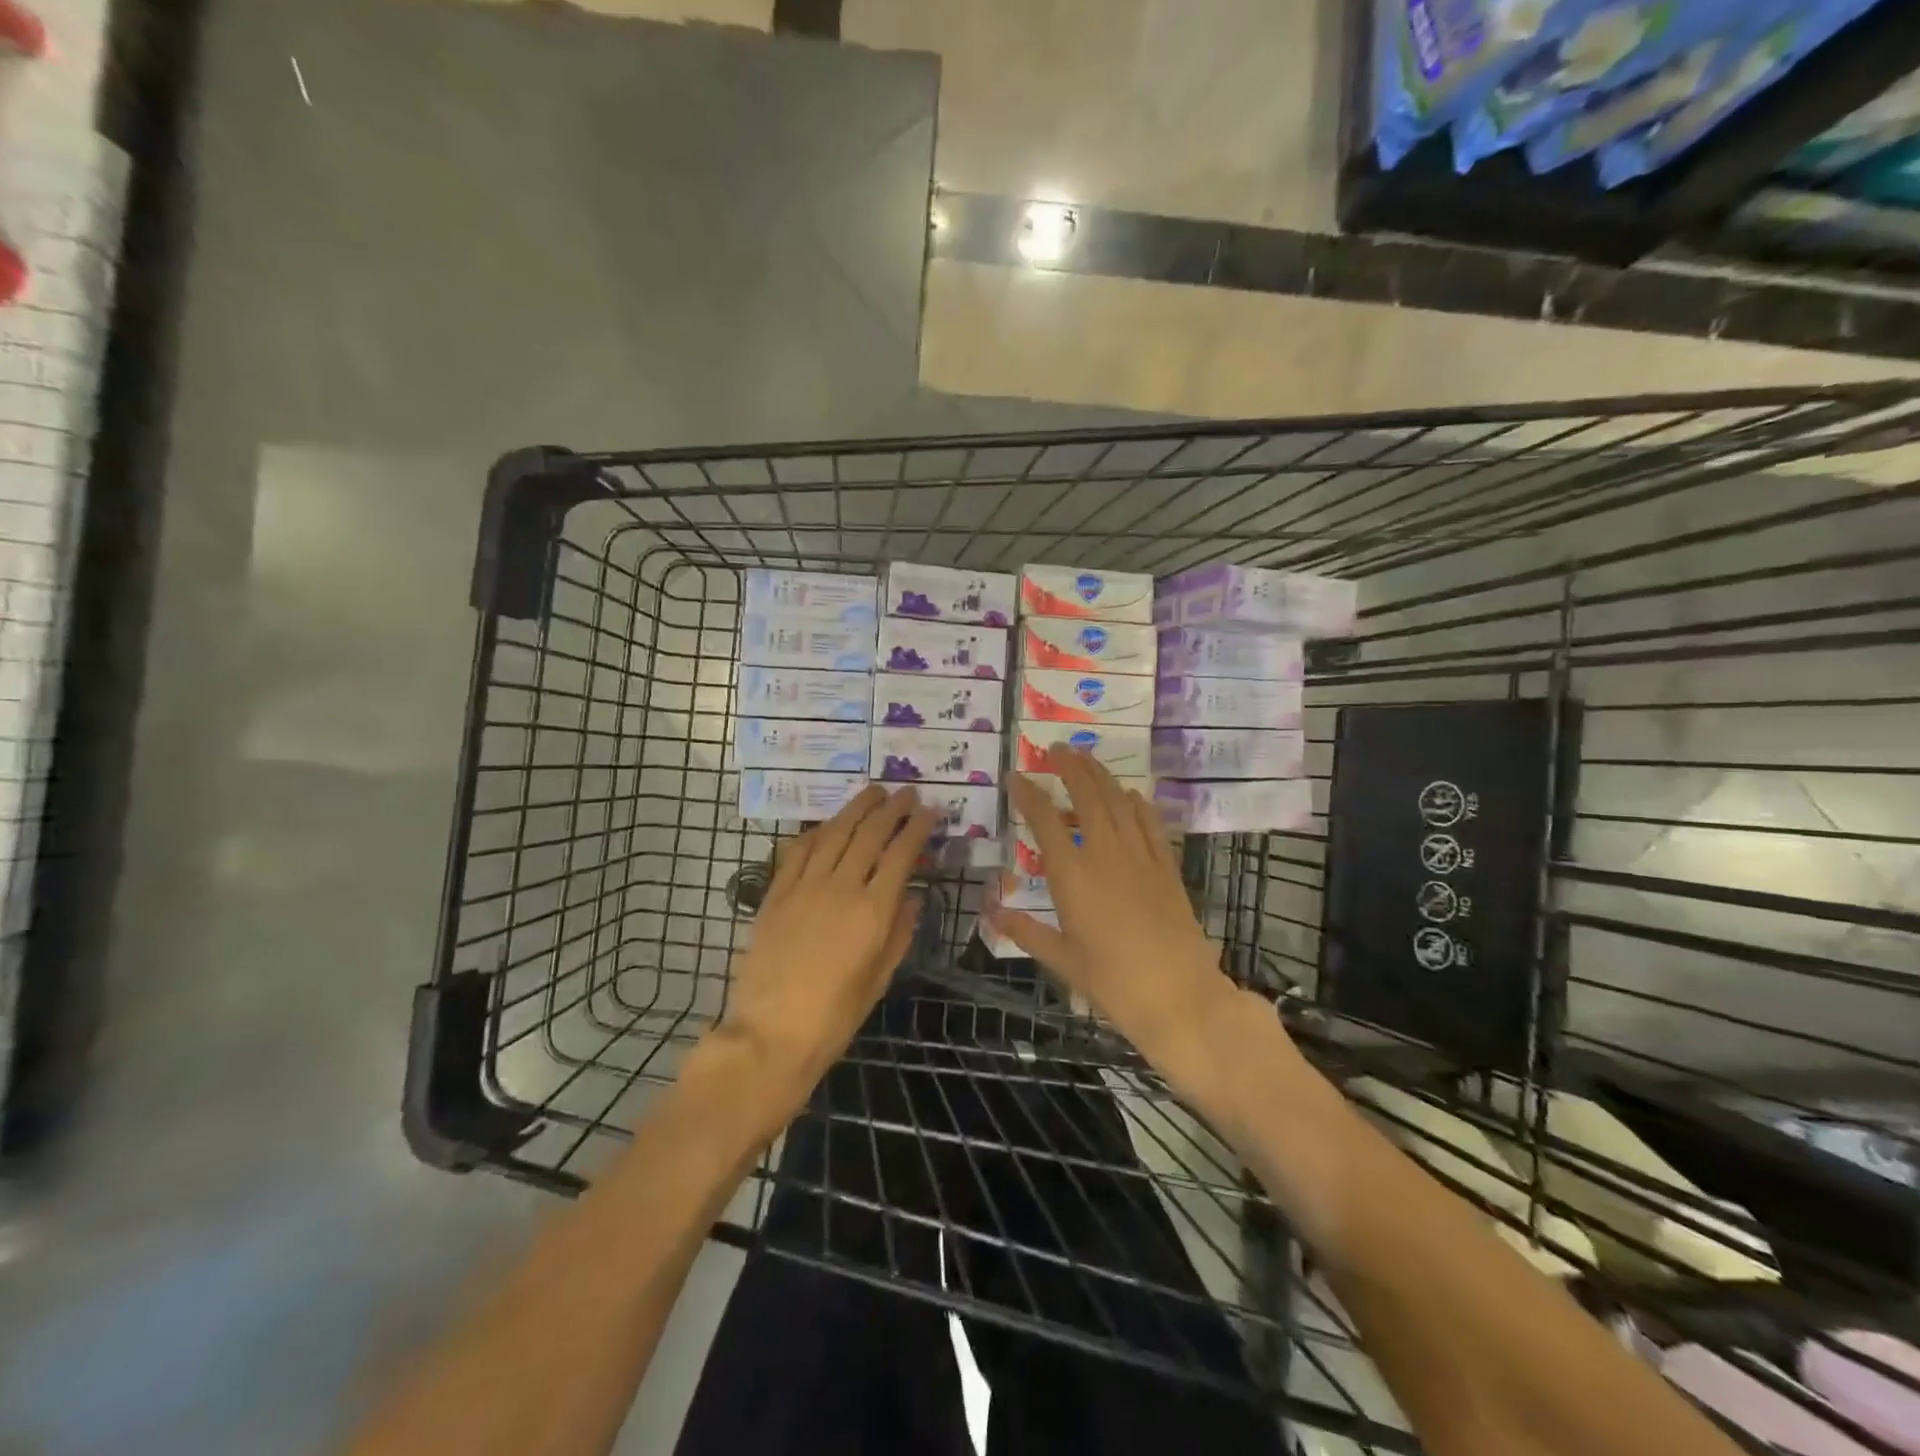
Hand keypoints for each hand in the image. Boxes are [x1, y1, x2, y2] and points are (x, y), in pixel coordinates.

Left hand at [707, 785, 938, 1113]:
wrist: (771, 1033)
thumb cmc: (835, 1016)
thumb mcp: (880, 978)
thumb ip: (900, 932)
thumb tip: (911, 896)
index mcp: (873, 911)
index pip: (901, 853)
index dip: (917, 827)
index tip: (929, 810)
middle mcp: (841, 887)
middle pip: (870, 833)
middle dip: (891, 808)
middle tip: (905, 792)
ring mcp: (804, 886)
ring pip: (835, 833)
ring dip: (857, 808)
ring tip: (873, 792)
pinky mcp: (777, 893)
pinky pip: (799, 850)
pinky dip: (818, 831)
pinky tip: (829, 824)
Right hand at [986, 750, 1242, 1092]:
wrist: (1177, 995)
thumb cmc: (1112, 981)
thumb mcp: (1061, 959)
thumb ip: (1024, 930)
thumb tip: (991, 910)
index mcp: (1072, 875)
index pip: (1045, 821)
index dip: (1029, 794)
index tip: (1017, 776)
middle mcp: (1104, 854)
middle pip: (1087, 796)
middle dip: (1070, 768)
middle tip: (1057, 749)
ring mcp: (1140, 856)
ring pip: (1119, 801)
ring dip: (1102, 775)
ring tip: (1087, 759)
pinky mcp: (1167, 866)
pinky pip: (1150, 822)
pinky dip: (1138, 803)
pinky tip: (1131, 795)